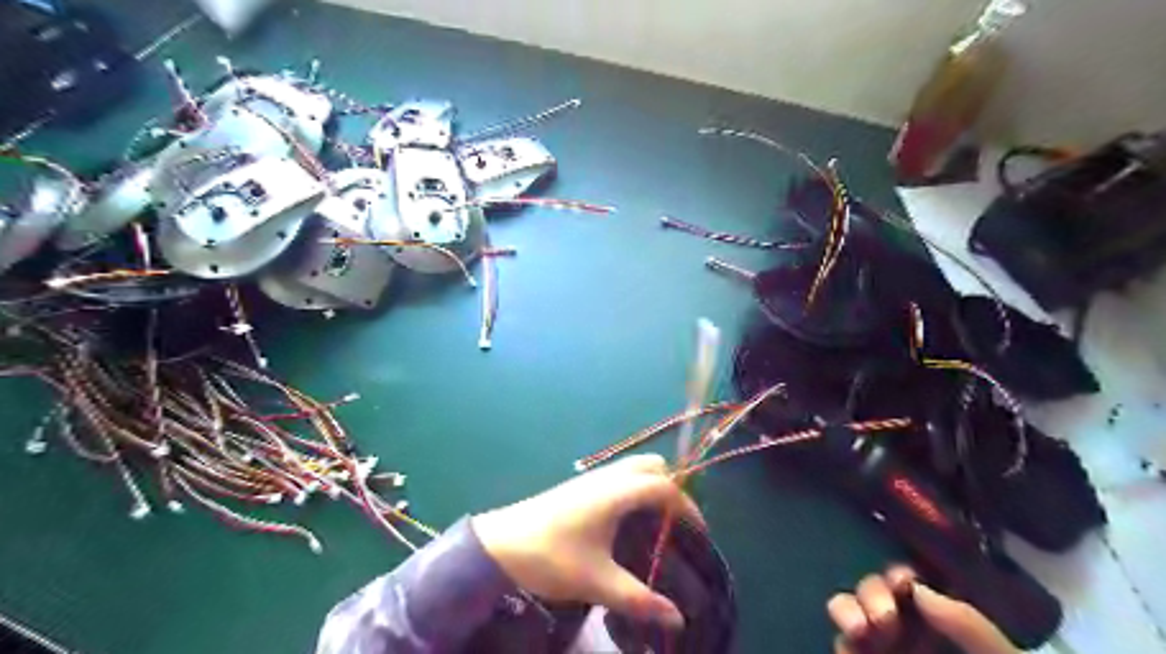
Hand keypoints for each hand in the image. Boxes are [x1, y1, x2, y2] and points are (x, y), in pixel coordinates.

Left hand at [468, 454, 699, 628]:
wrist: (499, 545)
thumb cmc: (550, 558)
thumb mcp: (597, 582)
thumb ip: (639, 600)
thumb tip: (677, 619)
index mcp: (616, 492)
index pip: (665, 486)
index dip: (687, 507)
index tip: (699, 534)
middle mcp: (607, 477)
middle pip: (652, 466)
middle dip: (672, 488)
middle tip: (678, 523)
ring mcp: (591, 478)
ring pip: (634, 467)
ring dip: (652, 486)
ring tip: (657, 523)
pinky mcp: (579, 485)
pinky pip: (619, 475)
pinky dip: (635, 488)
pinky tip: (627, 521)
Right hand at [829, 566, 1021, 652]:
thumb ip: (970, 627)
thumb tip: (921, 591)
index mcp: (941, 625)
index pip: (912, 585)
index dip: (900, 575)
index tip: (903, 581)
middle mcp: (906, 632)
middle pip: (874, 591)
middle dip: (871, 591)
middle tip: (886, 616)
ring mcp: (881, 651)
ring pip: (850, 612)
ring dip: (848, 609)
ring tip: (862, 628)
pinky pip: (842, 647)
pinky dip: (843, 641)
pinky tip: (854, 644)